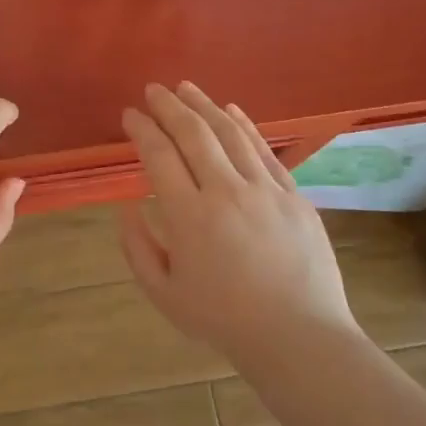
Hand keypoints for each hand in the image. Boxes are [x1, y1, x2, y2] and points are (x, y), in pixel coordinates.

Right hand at [120, 83, 358, 362]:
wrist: (298, 337)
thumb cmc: (223, 319)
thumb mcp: (163, 293)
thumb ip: (137, 247)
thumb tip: (126, 206)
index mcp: (189, 216)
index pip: (159, 155)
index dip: (141, 129)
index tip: (129, 114)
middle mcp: (225, 191)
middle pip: (193, 133)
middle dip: (169, 106)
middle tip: (153, 90)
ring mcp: (264, 190)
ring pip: (230, 133)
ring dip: (204, 105)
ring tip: (185, 88)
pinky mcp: (293, 195)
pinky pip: (264, 150)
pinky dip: (244, 125)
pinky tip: (230, 110)